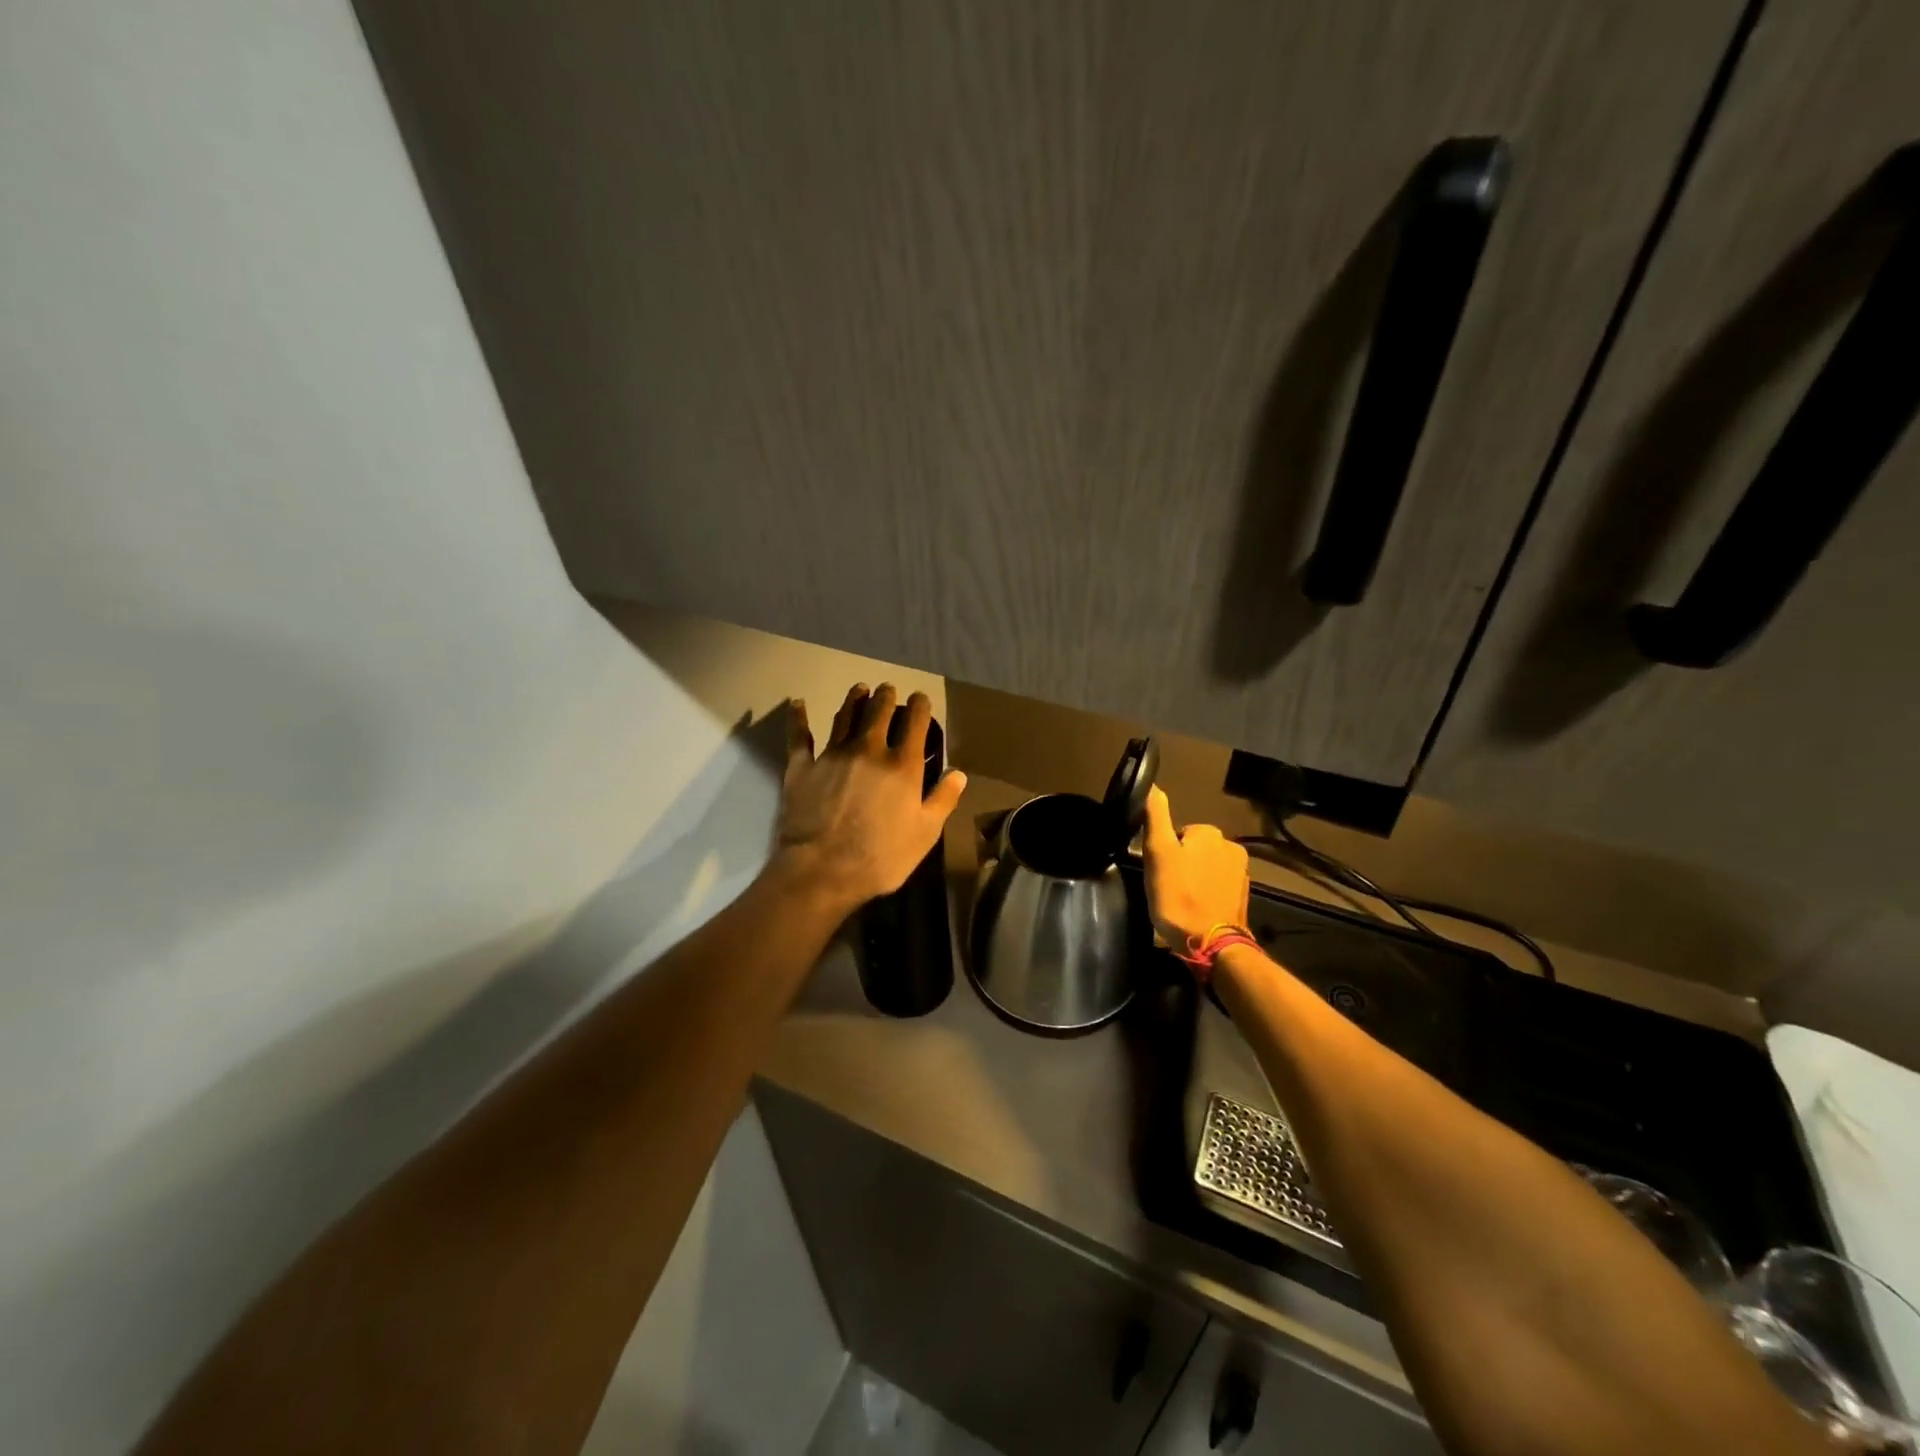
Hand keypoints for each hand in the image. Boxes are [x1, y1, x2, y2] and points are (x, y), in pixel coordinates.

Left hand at [774, 683, 966, 912]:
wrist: (822, 870)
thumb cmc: (880, 857)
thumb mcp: (925, 834)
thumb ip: (942, 800)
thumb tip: (959, 773)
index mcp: (902, 764)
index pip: (914, 722)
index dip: (919, 706)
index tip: (919, 699)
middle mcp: (868, 749)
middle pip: (878, 711)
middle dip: (886, 696)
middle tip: (887, 689)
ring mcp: (832, 755)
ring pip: (844, 716)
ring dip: (854, 699)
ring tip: (859, 689)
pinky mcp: (802, 767)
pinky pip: (799, 736)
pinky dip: (798, 718)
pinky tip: (798, 704)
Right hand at [1141, 786, 1249, 950]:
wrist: (1212, 945)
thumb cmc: (1178, 897)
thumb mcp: (1158, 853)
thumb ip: (1156, 817)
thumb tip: (1153, 786)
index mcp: (1209, 833)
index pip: (1178, 834)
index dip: (1164, 852)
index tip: (1158, 872)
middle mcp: (1231, 846)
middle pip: (1194, 850)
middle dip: (1181, 865)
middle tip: (1167, 889)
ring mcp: (1241, 872)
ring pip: (1206, 868)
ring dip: (1195, 880)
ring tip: (1181, 902)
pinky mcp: (1243, 896)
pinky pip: (1218, 886)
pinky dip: (1207, 894)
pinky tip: (1197, 909)